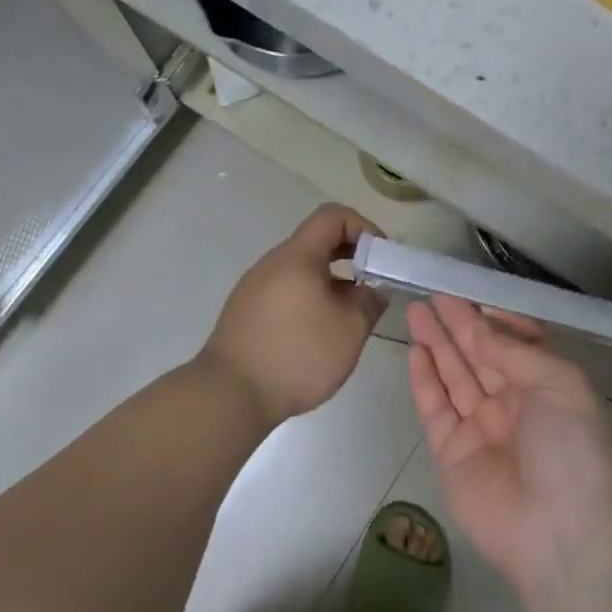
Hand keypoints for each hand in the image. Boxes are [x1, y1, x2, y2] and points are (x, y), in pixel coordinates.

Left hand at [200, 204, 387, 428]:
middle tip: (372, 284)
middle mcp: (272, 263)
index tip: (380, 258)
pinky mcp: (246, 311)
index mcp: (297, 256)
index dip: (363, 227)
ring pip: (301, 269)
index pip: (333, 215)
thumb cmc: (297, 355)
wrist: (230, 395)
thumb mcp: (350, 330)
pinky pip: (285, 290)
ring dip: (331, 281)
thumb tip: (374, 288)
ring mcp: (254, 287)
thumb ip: (370, 301)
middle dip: (351, 256)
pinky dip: (309, 298)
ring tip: (348, 315)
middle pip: (316, 241)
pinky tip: (317, 333)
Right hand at [406, 295, 611, 592]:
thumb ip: (513, 350)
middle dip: (457, 325)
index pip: (515, 342)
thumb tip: (479, 326)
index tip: (468, 293)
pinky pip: (436, 408)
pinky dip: (425, 380)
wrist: (564, 532)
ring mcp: (482, 429)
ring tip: (417, 312)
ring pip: (455, 376)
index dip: (492, 318)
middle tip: (432, 296)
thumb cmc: (573, 447)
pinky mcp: (453, 454)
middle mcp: (515, 403)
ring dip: (437, 344)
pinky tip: (415, 351)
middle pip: (480, 355)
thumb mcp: (559, 382)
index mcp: (547, 385)